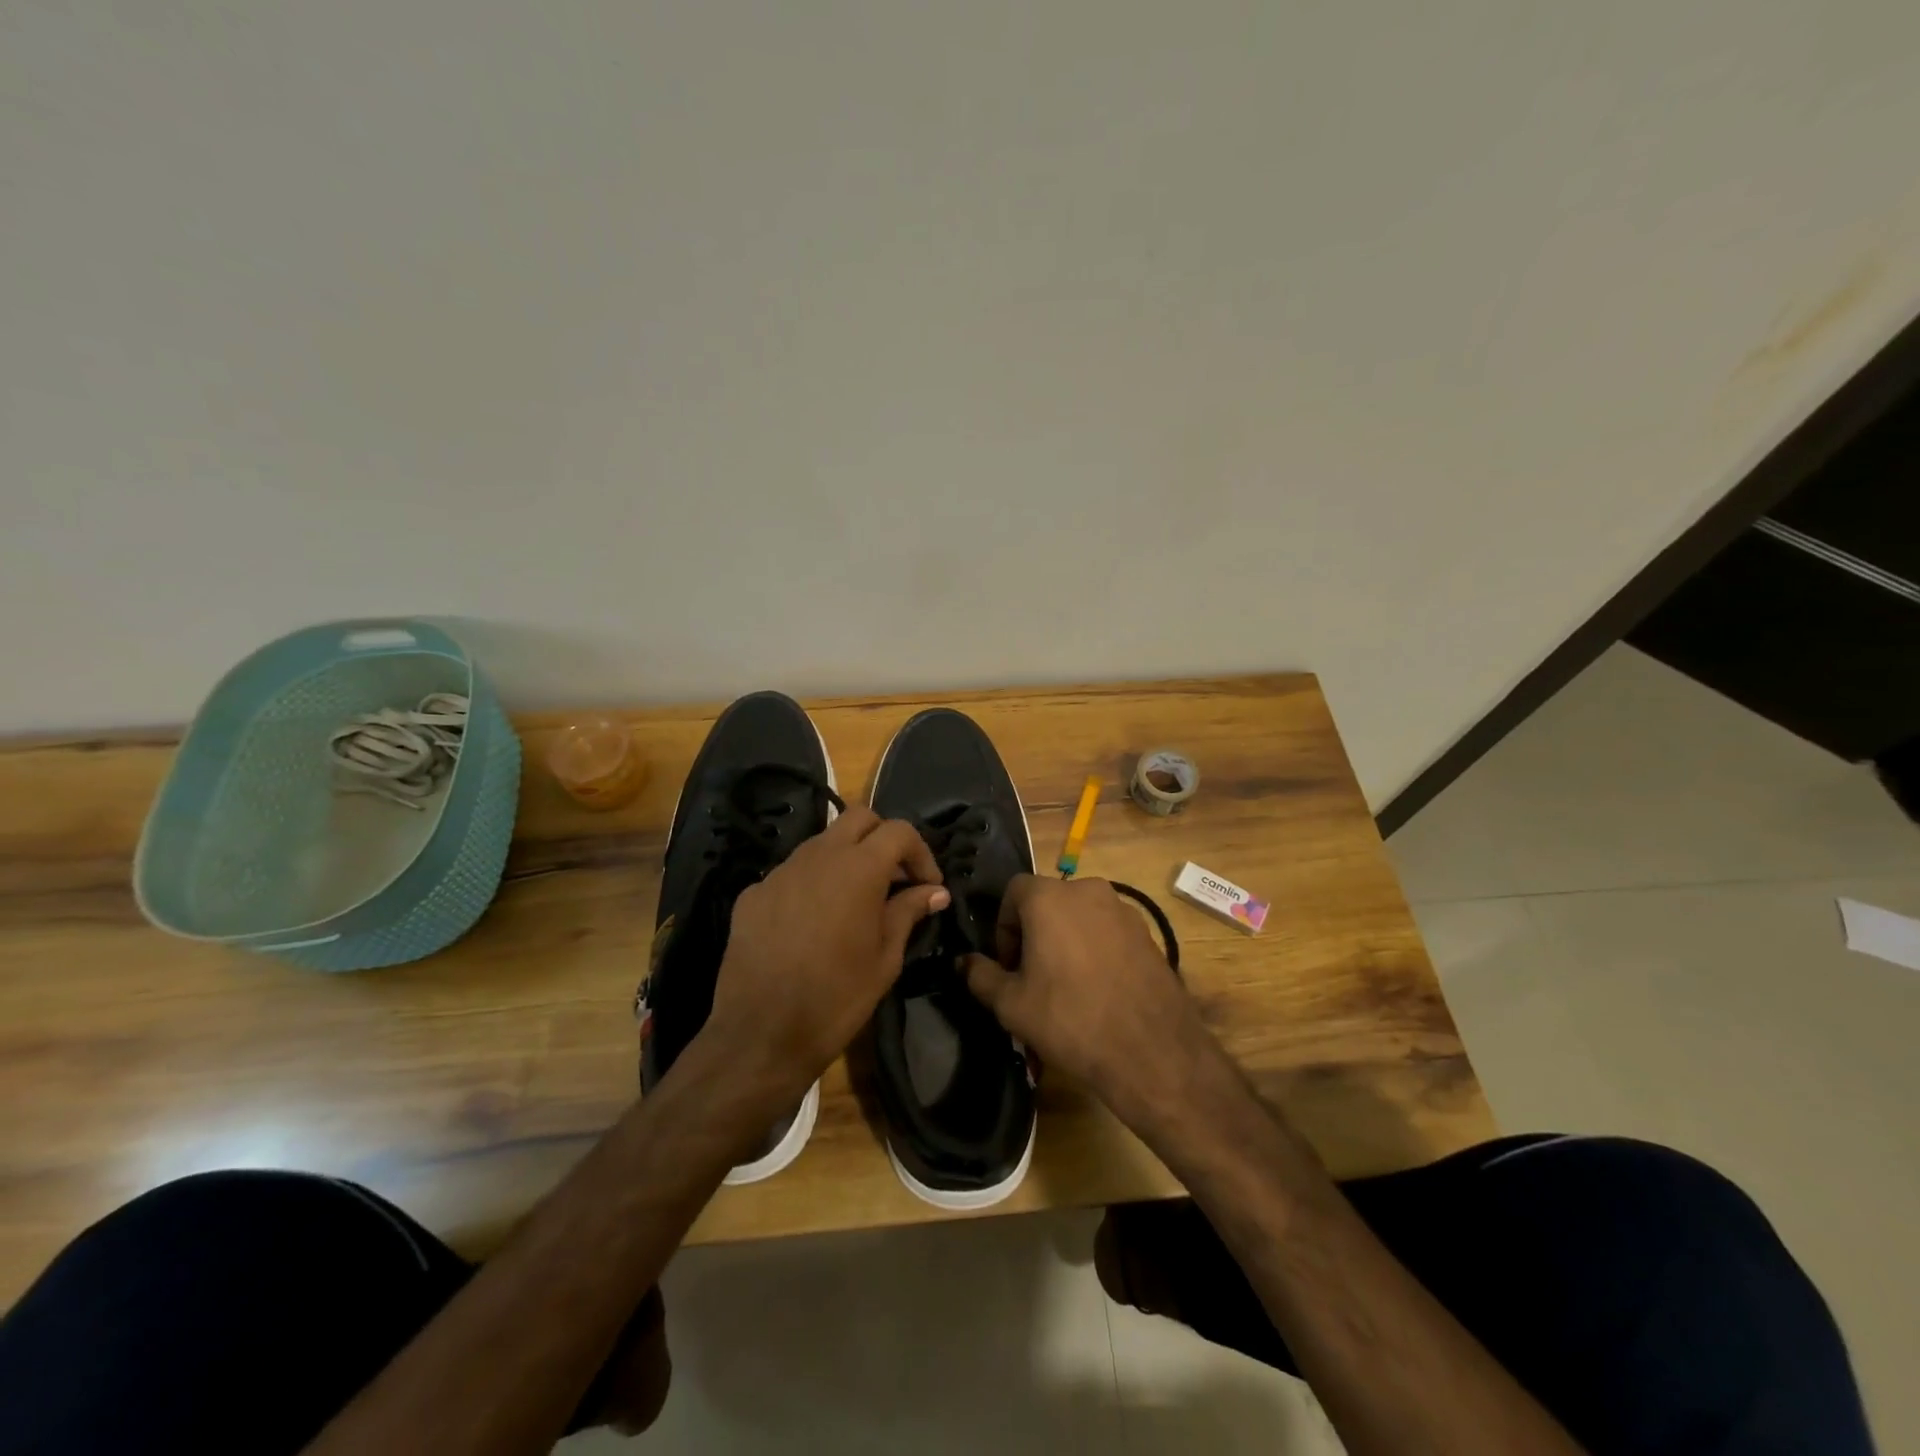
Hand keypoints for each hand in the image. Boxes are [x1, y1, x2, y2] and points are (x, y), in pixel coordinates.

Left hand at [704, 804, 947, 1101]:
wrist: (760, 1035)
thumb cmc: (836, 998)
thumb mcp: (885, 958)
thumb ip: (909, 912)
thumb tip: (934, 892)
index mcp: (858, 868)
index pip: (899, 831)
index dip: (921, 853)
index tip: (928, 886)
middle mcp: (818, 856)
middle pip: (858, 818)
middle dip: (883, 838)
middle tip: (894, 878)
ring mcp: (780, 872)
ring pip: (822, 842)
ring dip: (846, 858)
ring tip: (855, 901)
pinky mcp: (753, 894)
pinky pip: (792, 874)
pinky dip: (812, 884)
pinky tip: (813, 923)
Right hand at [962, 875, 1213, 1128]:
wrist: (1151, 1051)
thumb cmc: (1069, 1019)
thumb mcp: (1011, 1004)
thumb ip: (981, 975)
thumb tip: (963, 962)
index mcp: (1050, 897)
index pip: (1013, 891)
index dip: (1003, 927)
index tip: (1008, 966)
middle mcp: (1088, 890)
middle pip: (1048, 902)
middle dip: (1034, 934)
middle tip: (1033, 978)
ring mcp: (1123, 910)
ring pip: (1079, 917)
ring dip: (1065, 941)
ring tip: (1066, 988)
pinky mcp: (1147, 933)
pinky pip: (1108, 932)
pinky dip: (1095, 950)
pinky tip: (1098, 991)